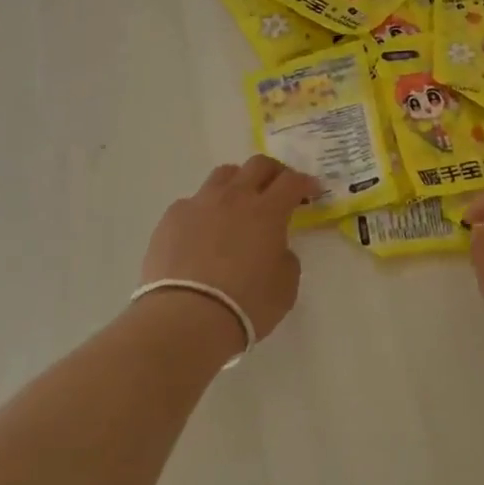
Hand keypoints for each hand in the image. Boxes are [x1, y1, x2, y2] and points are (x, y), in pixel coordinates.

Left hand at [140, 156, 316, 349]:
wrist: (186, 319)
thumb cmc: (245, 305)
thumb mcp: (285, 286)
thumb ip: (286, 257)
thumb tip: (275, 248)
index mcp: (267, 211)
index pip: (292, 180)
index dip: (305, 182)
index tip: (312, 191)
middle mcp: (235, 197)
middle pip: (258, 165)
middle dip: (274, 172)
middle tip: (279, 188)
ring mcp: (200, 204)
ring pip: (223, 175)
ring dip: (238, 182)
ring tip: (239, 202)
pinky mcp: (171, 218)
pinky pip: (193, 202)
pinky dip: (205, 210)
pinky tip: (202, 232)